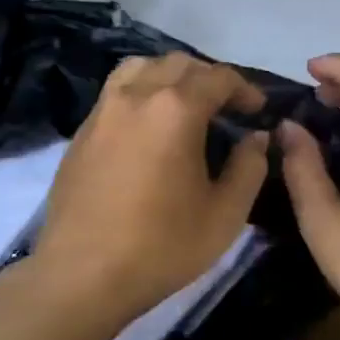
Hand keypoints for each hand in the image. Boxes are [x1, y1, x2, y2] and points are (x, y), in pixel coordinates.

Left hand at [33, 52, 269, 324]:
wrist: (82, 275)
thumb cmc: (162, 246)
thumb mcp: (225, 214)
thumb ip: (249, 167)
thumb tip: (256, 138)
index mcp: (175, 110)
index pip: (218, 77)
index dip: (245, 89)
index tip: (258, 111)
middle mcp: (136, 96)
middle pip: (178, 64)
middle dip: (210, 78)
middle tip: (227, 108)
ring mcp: (102, 111)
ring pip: (141, 68)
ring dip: (171, 76)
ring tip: (186, 106)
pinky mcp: (81, 132)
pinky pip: (117, 92)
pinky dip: (142, 93)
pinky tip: (150, 127)